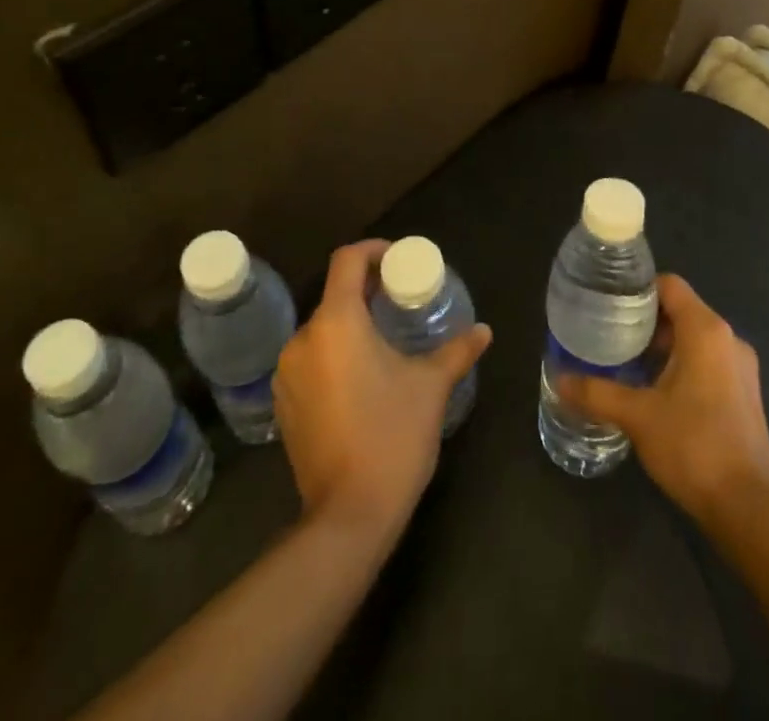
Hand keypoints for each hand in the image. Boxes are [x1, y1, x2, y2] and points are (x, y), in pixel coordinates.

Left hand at [273, 240, 492, 544]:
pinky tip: (362, 376)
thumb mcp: (431, 386)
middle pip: (335, 296)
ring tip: (384, 337)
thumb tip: (484, 331)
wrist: (348, 517)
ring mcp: (288, 374)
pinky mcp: (284, 405)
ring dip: (351, 324)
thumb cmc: (393, 436)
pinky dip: (335, 354)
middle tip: (401, 299)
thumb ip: (457, 350)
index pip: (347, 260)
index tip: (399, 260)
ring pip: (322, 330)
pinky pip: (310, 360)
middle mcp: (303, 340)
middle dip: (367, 291)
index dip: (373, 250)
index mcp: (336, 322)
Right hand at [556, 274, 768, 525]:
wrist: (746, 507)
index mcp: (705, 330)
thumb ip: (596, 392)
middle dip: (646, 321)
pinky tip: (657, 392)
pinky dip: (683, 365)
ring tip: (628, 364)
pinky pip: (709, 362)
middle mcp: (729, 339)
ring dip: (664, 346)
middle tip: (610, 336)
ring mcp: (742, 368)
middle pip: (682, 311)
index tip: (609, 304)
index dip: (638, 289)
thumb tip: (559, 379)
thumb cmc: (692, 446)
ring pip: (695, 339)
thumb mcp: (637, 416)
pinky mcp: (746, 394)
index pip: (670, 285)